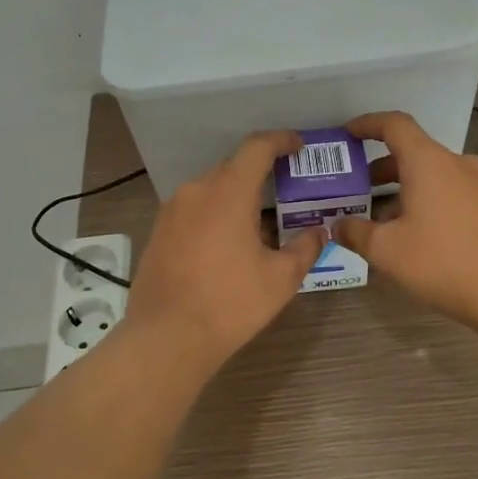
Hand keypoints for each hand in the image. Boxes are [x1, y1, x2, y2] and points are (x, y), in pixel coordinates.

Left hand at [125, 131, 325, 371]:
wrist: (166, 338)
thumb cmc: (230, 304)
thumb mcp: (281, 278)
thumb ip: (305, 247)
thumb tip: (318, 232)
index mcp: (228, 192)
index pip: (257, 147)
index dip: (281, 140)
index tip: (299, 146)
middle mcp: (196, 190)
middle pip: (233, 167)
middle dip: (262, 173)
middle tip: (287, 190)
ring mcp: (172, 210)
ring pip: (212, 189)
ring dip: (237, 196)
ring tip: (260, 222)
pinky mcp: (158, 231)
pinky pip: (194, 209)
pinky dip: (216, 213)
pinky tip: (229, 243)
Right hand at [334, 111, 477, 329]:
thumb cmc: (442, 261)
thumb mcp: (386, 250)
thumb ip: (356, 233)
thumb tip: (337, 226)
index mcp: (428, 162)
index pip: (394, 125)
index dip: (368, 124)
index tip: (348, 134)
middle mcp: (458, 164)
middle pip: (415, 153)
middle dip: (383, 168)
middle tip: (358, 188)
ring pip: (436, 176)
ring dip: (407, 189)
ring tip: (384, 220)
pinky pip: (454, 195)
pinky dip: (430, 203)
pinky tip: (419, 236)